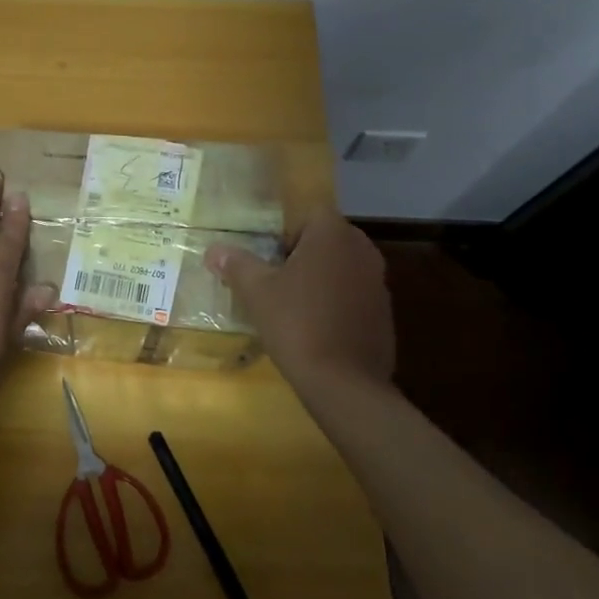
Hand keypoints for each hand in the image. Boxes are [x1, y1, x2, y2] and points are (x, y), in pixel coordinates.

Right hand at [205, 210, 393, 392]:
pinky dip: (335, 302)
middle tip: (273, 277)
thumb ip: (236, 264)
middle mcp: (362, 250)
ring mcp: (378, 282)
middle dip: (300, 254)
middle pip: (325, 239)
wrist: (345, 385)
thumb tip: (214, 250)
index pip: (308, 214)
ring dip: (319, 278)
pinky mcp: (384, 313)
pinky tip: (315, 327)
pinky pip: (353, 294)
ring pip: (340, 267)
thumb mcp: (257, 292)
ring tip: (290, 304)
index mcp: (333, 234)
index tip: (266, 256)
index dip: (284, 231)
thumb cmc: (297, 324)